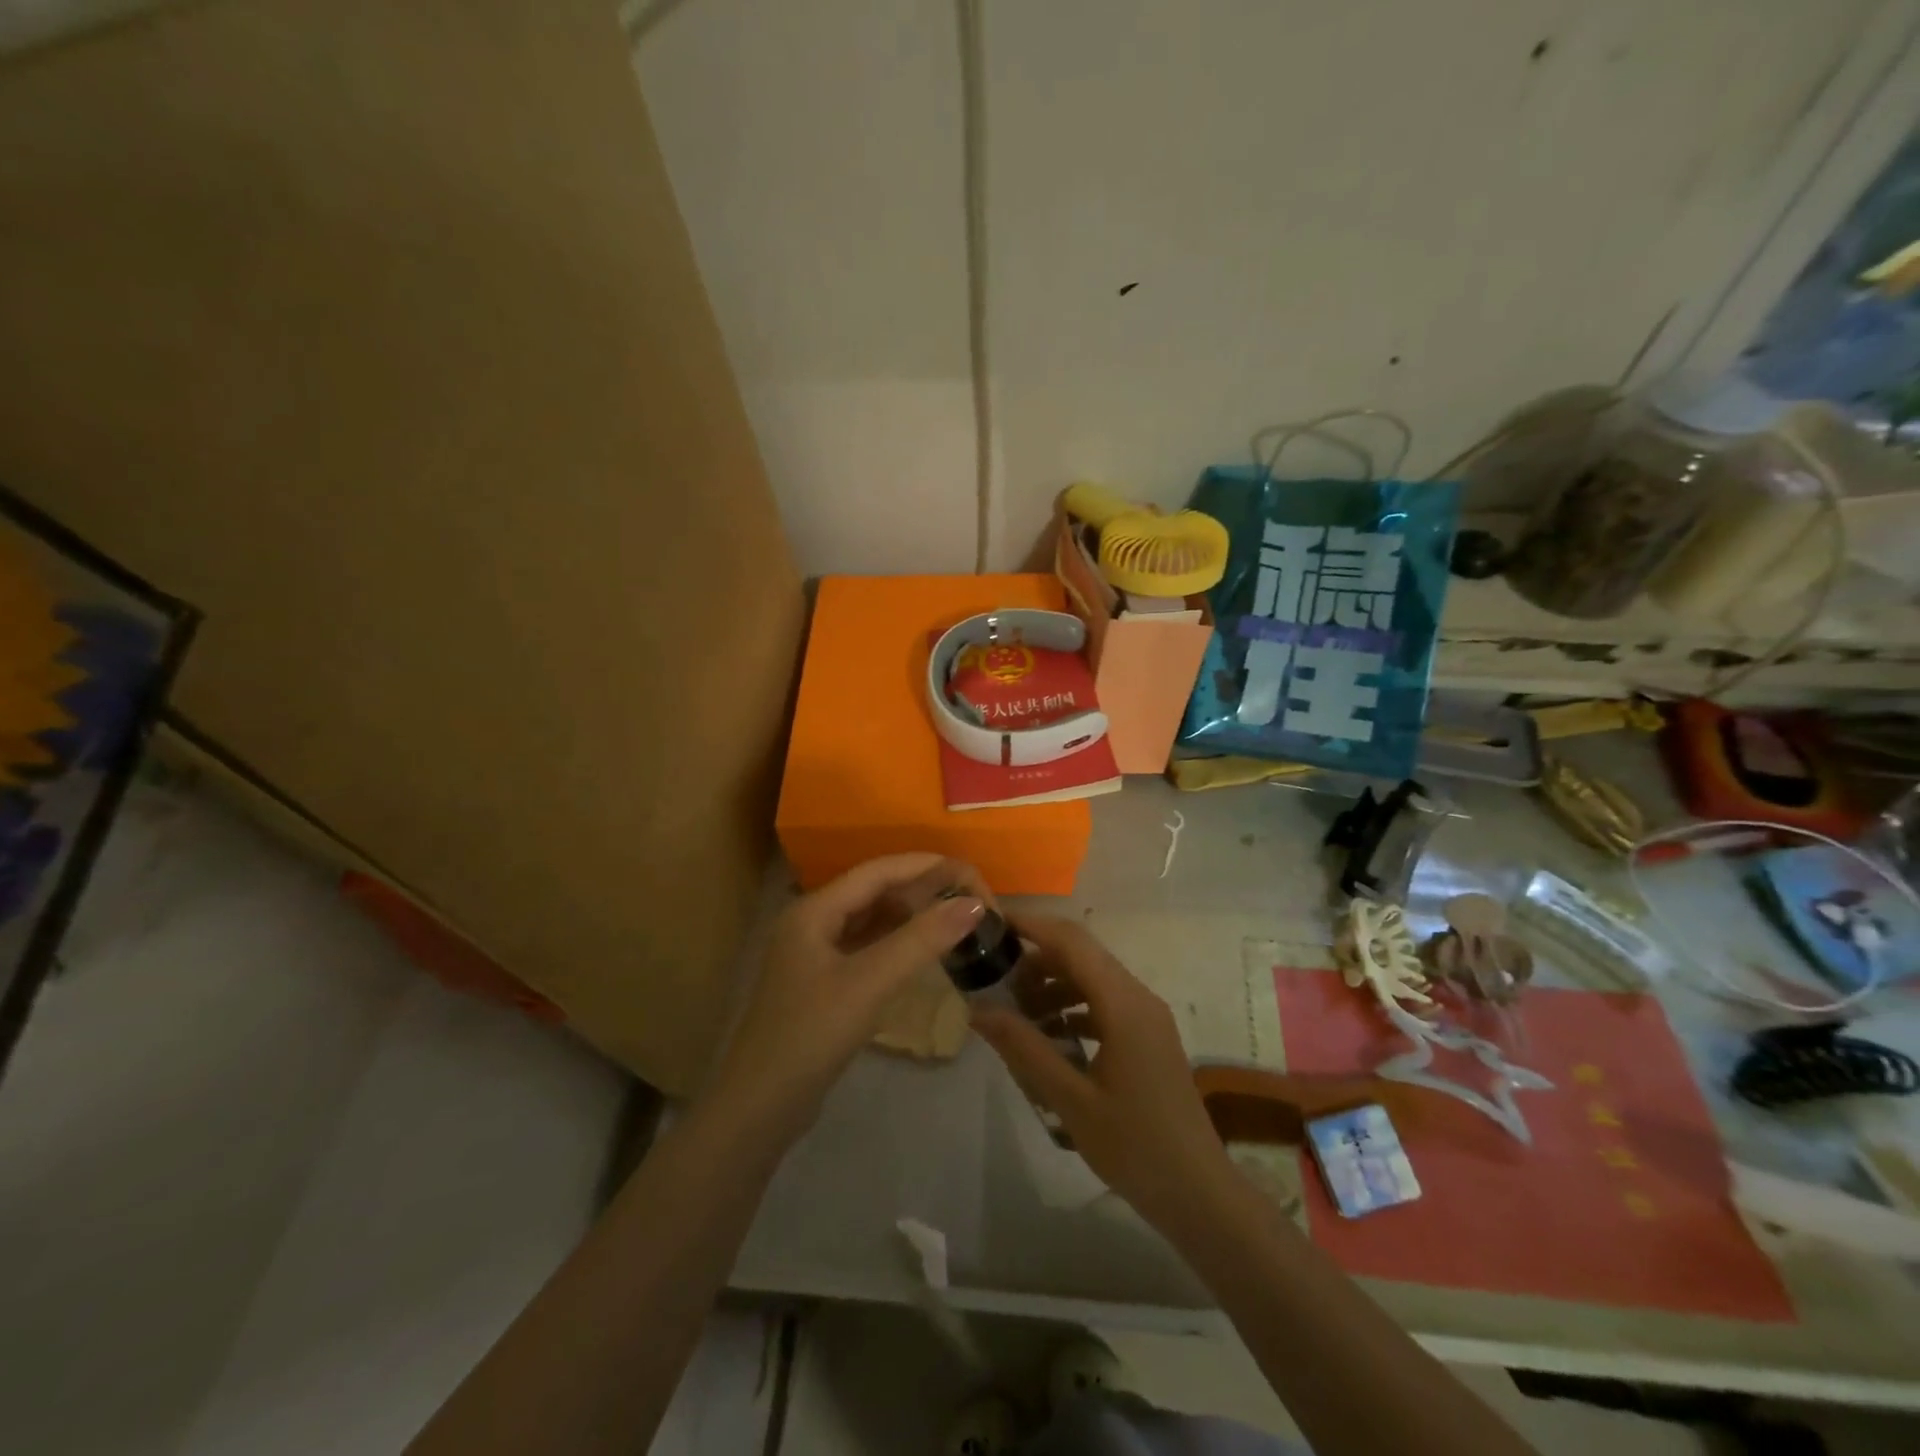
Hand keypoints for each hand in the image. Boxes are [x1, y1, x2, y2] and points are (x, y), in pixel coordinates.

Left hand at [703, 854, 987, 1143]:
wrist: (759, 1108)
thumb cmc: (810, 1036)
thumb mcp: (868, 983)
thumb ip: (921, 940)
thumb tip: (974, 903)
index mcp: (815, 910)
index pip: (878, 871)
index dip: (925, 866)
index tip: (969, 873)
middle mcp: (814, 923)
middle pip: (875, 891)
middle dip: (922, 890)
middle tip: (969, 900)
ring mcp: (817, 954)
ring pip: (873, 921)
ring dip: (912, 917)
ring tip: (956, 919)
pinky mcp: (825, 983)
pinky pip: (869, 948)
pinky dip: (898, 944)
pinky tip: (925, 952)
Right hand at [972, 914, 1234, 1231]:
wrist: (1199, 1195)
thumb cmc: (1135, 1147)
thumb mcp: (1070, 1099)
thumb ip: (1024, 1048)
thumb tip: (978, 1009)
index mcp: (1123, 1003)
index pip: (1071, 941)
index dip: (1030, 926)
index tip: (990, 926)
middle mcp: (1138, 997)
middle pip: (1080, 955)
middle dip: (1035, 960)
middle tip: (994, 981)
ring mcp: (1146, 1016)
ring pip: (1091, 979)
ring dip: (1052, 986)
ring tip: (1015, 1015)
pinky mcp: (1147, 1036)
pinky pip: (1102, 1004)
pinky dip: (1071, 1009)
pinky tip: (1047, 1038)